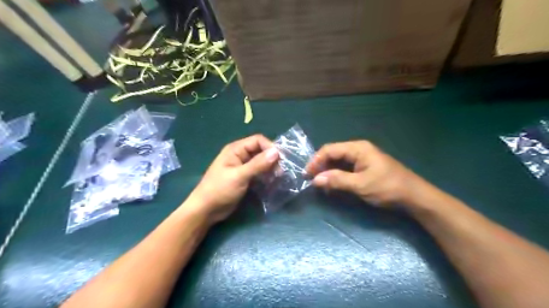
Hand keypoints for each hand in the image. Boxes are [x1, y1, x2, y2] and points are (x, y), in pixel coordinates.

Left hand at [186, 134, 278, 223]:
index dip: (270, 147)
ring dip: (270, 168)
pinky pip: (259, 172)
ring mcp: (242, 167)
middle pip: (260, 150)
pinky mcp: (245, 177)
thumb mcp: (239, 176)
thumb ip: (258, 164)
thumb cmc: (220, 190)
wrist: (206, 210)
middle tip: (281, 171)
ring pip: (261, 162)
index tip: (280, 159)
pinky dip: (266, 175)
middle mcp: (240, 155)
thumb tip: (277, 152)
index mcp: (236, 149)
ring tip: (278, 177)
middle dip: (271, 159)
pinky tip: (272, 182)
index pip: (258, 141)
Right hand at [304, 141, 423, 205]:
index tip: (307, 174)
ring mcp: (362, 157)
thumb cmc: (387, 188)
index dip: (316, 160)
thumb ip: (337, 180)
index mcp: (357, 148)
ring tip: (320, 183)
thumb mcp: (360, 185)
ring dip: (328, 171)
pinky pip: (346, 167)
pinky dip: (337, 175)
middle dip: (321, 165)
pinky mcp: (365, 166)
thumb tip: (315, 180)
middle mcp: (358, 149)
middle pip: (333, 153)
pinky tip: (332, 184)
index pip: (330, 149)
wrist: (413, 196)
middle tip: (311, 180)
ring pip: (338, 161)